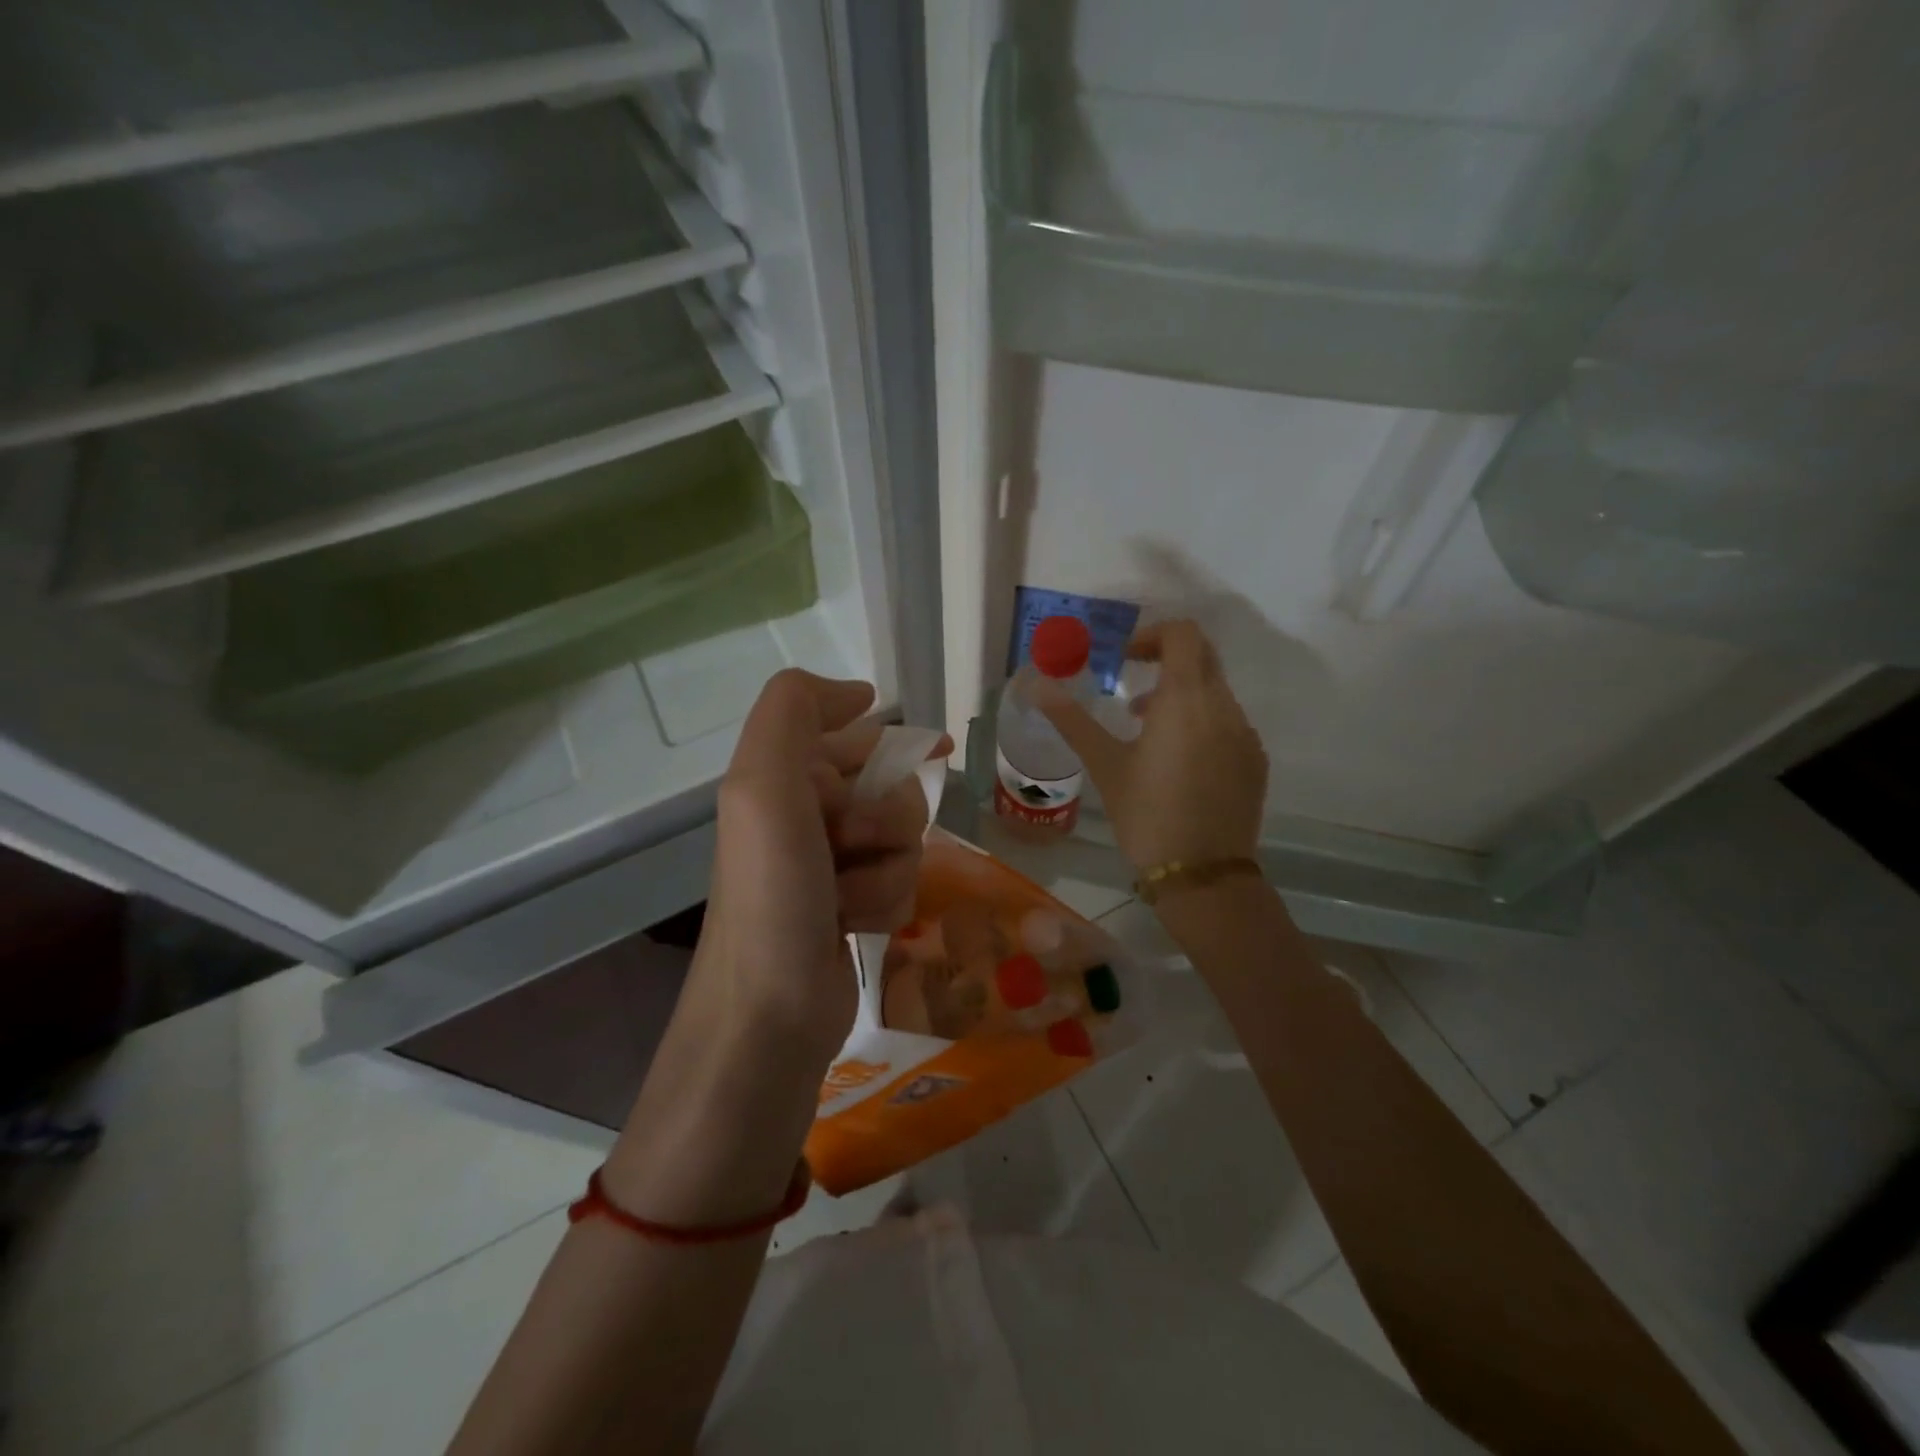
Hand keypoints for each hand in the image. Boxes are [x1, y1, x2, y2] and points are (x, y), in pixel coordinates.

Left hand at [691, 670, 950, 1070]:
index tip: (939, 746)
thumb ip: (793, 711)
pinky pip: (902, 881)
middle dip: (886, 816)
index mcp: (781, 781)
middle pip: (889, 788)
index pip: (851, 735)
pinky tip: (860, 928)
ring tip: (849, 901)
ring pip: (904, 838)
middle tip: (855, 845)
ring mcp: (831, 866)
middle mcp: (805, 817)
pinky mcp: (853, 909)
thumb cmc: (771, 895)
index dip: (893, 736)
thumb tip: (858, 694)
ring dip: (888, 867)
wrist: (771, 1016)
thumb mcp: (764, 785)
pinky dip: (889, 901)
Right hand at [1038, 620, 1265, 870]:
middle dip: (1165, 660)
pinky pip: (1228, 721)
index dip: (1152, 635)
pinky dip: (1201, 721)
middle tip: (1132, 682)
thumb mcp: (1104, 764)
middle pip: (1203, 656)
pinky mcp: (1255, 761)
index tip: (1124, 659)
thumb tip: (1036, 683)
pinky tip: (1176, 760)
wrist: (1202, 874)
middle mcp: (1224, 707)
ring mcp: (1245, 734)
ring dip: (1181, 693)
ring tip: (1145, 728)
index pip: (1183, 634)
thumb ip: (1072, 718)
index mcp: (1187, 699)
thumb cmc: (1147, 814)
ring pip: (1216, 691)